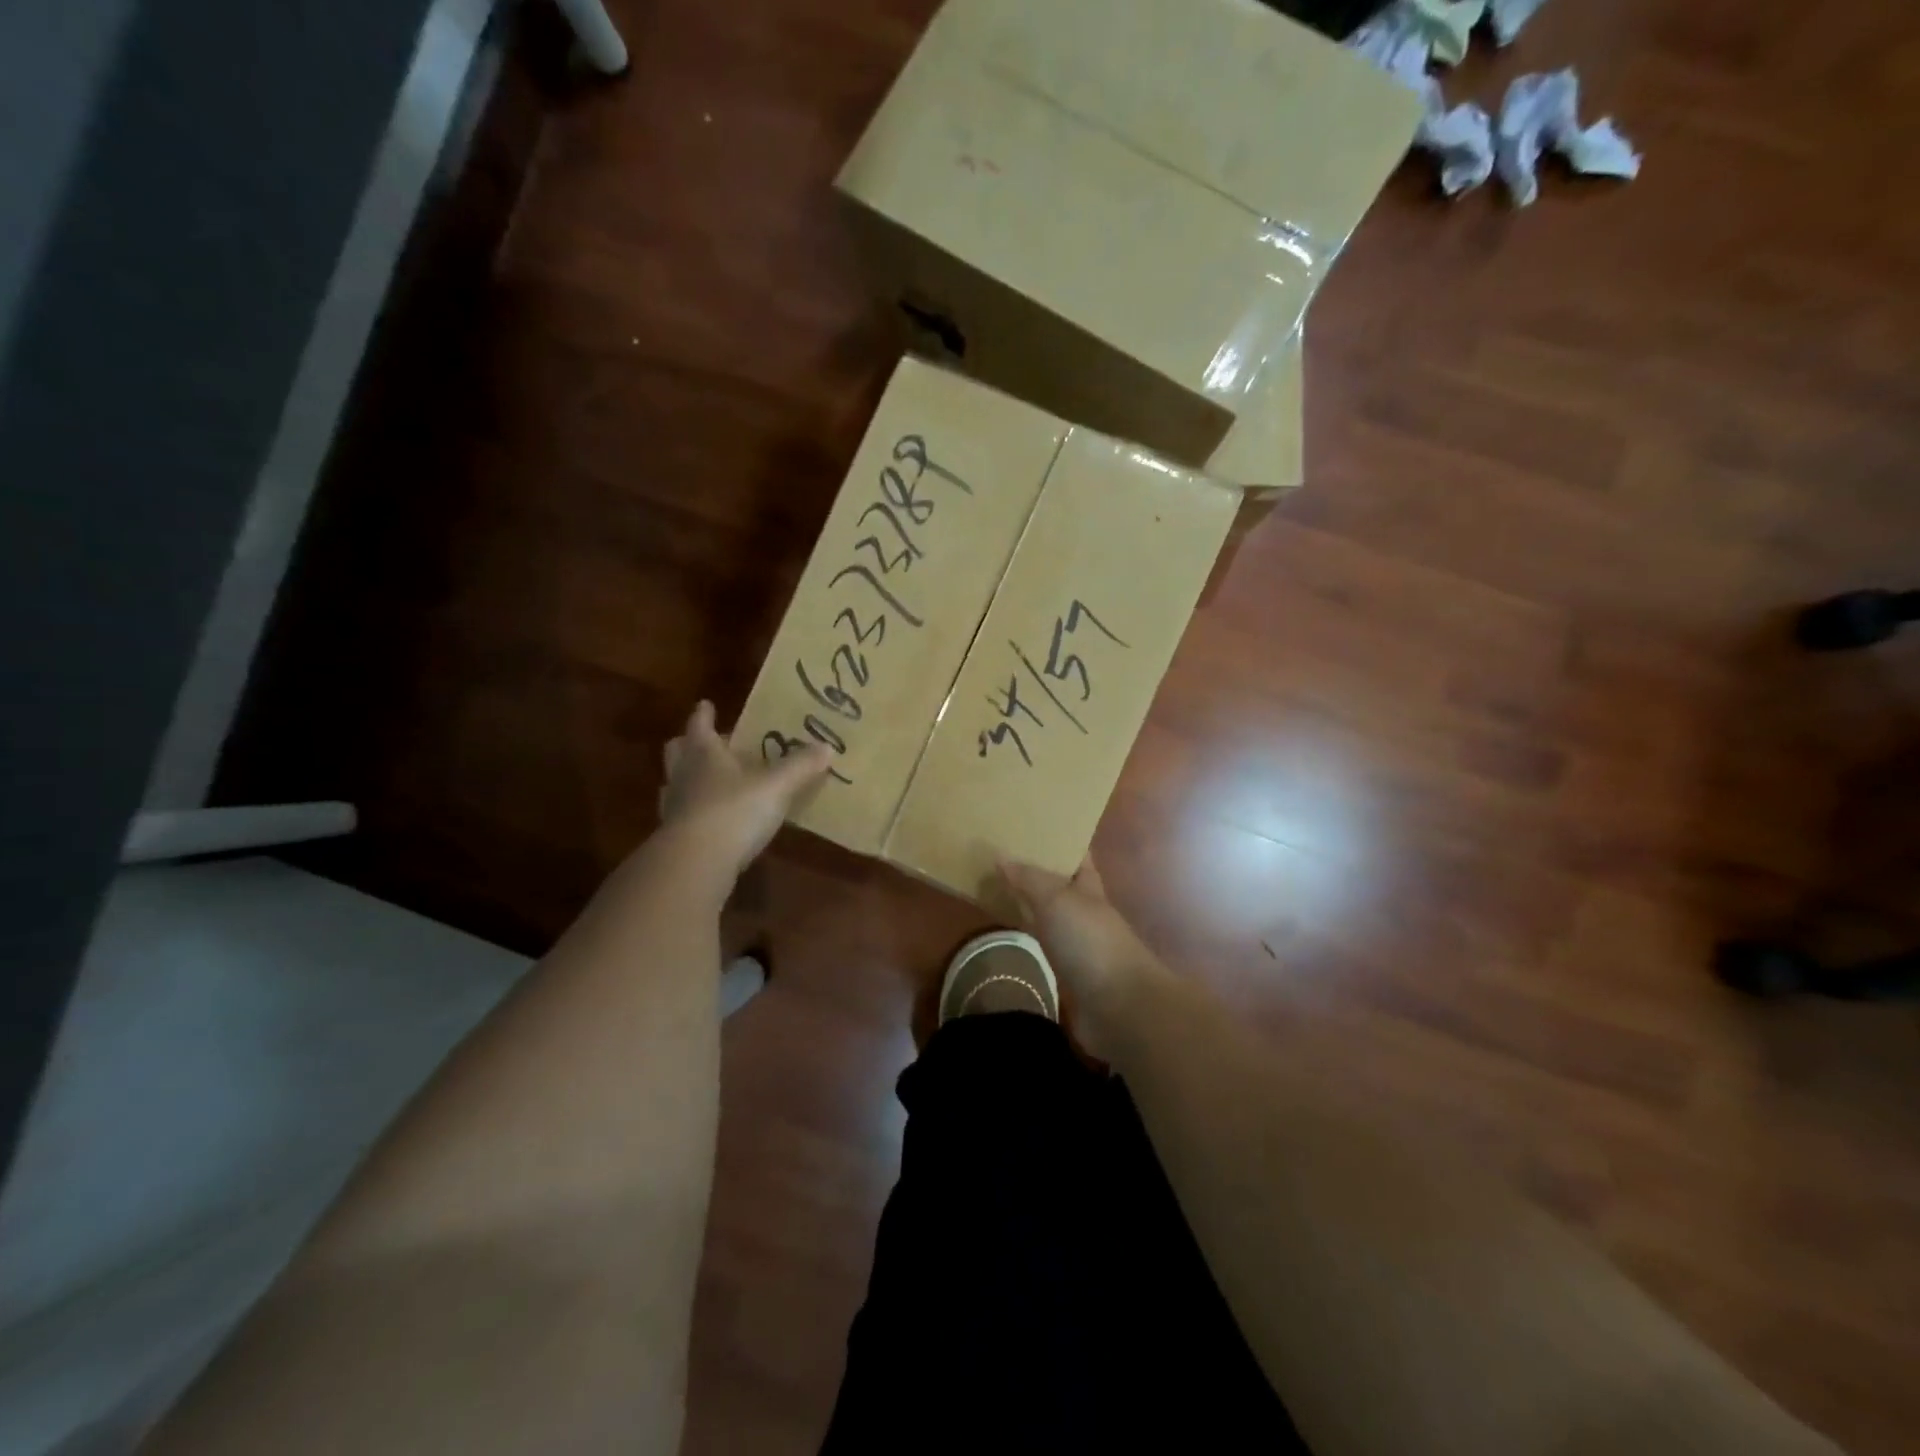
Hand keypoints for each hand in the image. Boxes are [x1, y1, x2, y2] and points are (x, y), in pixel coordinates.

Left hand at [658, 701, 831, 877]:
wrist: (696, 863)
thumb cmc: (735, 811)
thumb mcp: (777, 786)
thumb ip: (800, 766)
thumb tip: (827, 746)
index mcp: (704, 753)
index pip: (700, 725)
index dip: (704, 715)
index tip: (706, 704)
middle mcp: (684, 775)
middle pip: (678, 752)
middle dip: (689, 744)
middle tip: (706, 742)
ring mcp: (675, 807)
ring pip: (676, 783)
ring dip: (689, 779)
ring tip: (708, 781)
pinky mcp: (675, 838)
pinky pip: (683, 816)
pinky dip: (694, 813)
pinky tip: (710, 820)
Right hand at [997, 855, 1167, 1059]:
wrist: (1119, 1007)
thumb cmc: (1091, 943)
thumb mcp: (1057, 900)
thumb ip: (1029, 879)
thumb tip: (1000, 856)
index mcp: (1090, 887)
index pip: (1076, 856)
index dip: (1059, 840)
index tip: (1030, 826)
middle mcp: (1086, 912)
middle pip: (1060, 885)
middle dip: (1036, 871)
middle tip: (999, 855)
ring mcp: (1080, 944)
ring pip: (1051, 916)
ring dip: (1030, 904)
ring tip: (995, 887)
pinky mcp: (1070, 974)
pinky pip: (1044, 945)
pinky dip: (1029, 936)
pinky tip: (1009, 931)